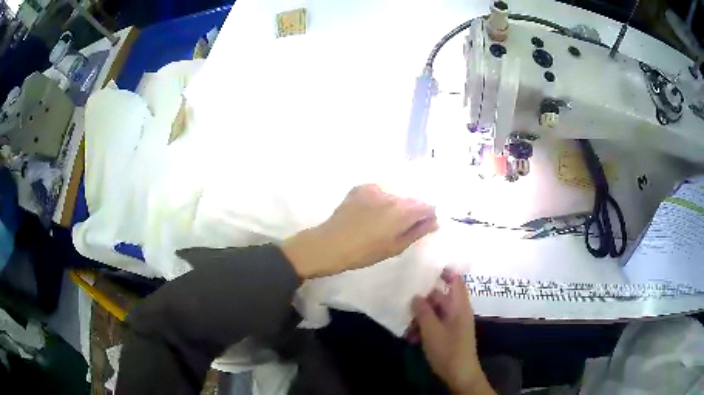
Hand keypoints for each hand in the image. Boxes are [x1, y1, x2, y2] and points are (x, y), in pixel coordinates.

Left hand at [282, 184, 437, 277]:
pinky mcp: (361, 187)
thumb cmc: (365, 252)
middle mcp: (392, 193)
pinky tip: (368, 213)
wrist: (331, 244)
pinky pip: (379, 191)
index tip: (420, 227)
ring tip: (380, 220)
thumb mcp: (396, 247)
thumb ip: (418, 231)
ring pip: (395, 194)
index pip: (428, 206)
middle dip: (410, 210)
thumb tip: (434, 221)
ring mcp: (375, 187)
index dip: (427, 216)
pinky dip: (379, 200)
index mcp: (403, 210)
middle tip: (397, 226)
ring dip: (394, 204)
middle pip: (411, 198)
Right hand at [411, 269, 494, 394]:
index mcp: (459, 306)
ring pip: (435, 313)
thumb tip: (416, 296)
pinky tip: (412, 339)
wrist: (460, 373)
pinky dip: (425, 328)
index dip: (445, 273)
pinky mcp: (450, 334)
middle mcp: (458, 311)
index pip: (456, 281)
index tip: (428, 270)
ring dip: (421, 319)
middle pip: (440, 298)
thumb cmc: (447, 350)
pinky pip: (436, 324)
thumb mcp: (431, 330)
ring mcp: (454, 323)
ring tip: (408, 330)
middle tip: (406, 309)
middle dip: (423, 303)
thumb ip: (423, 311)